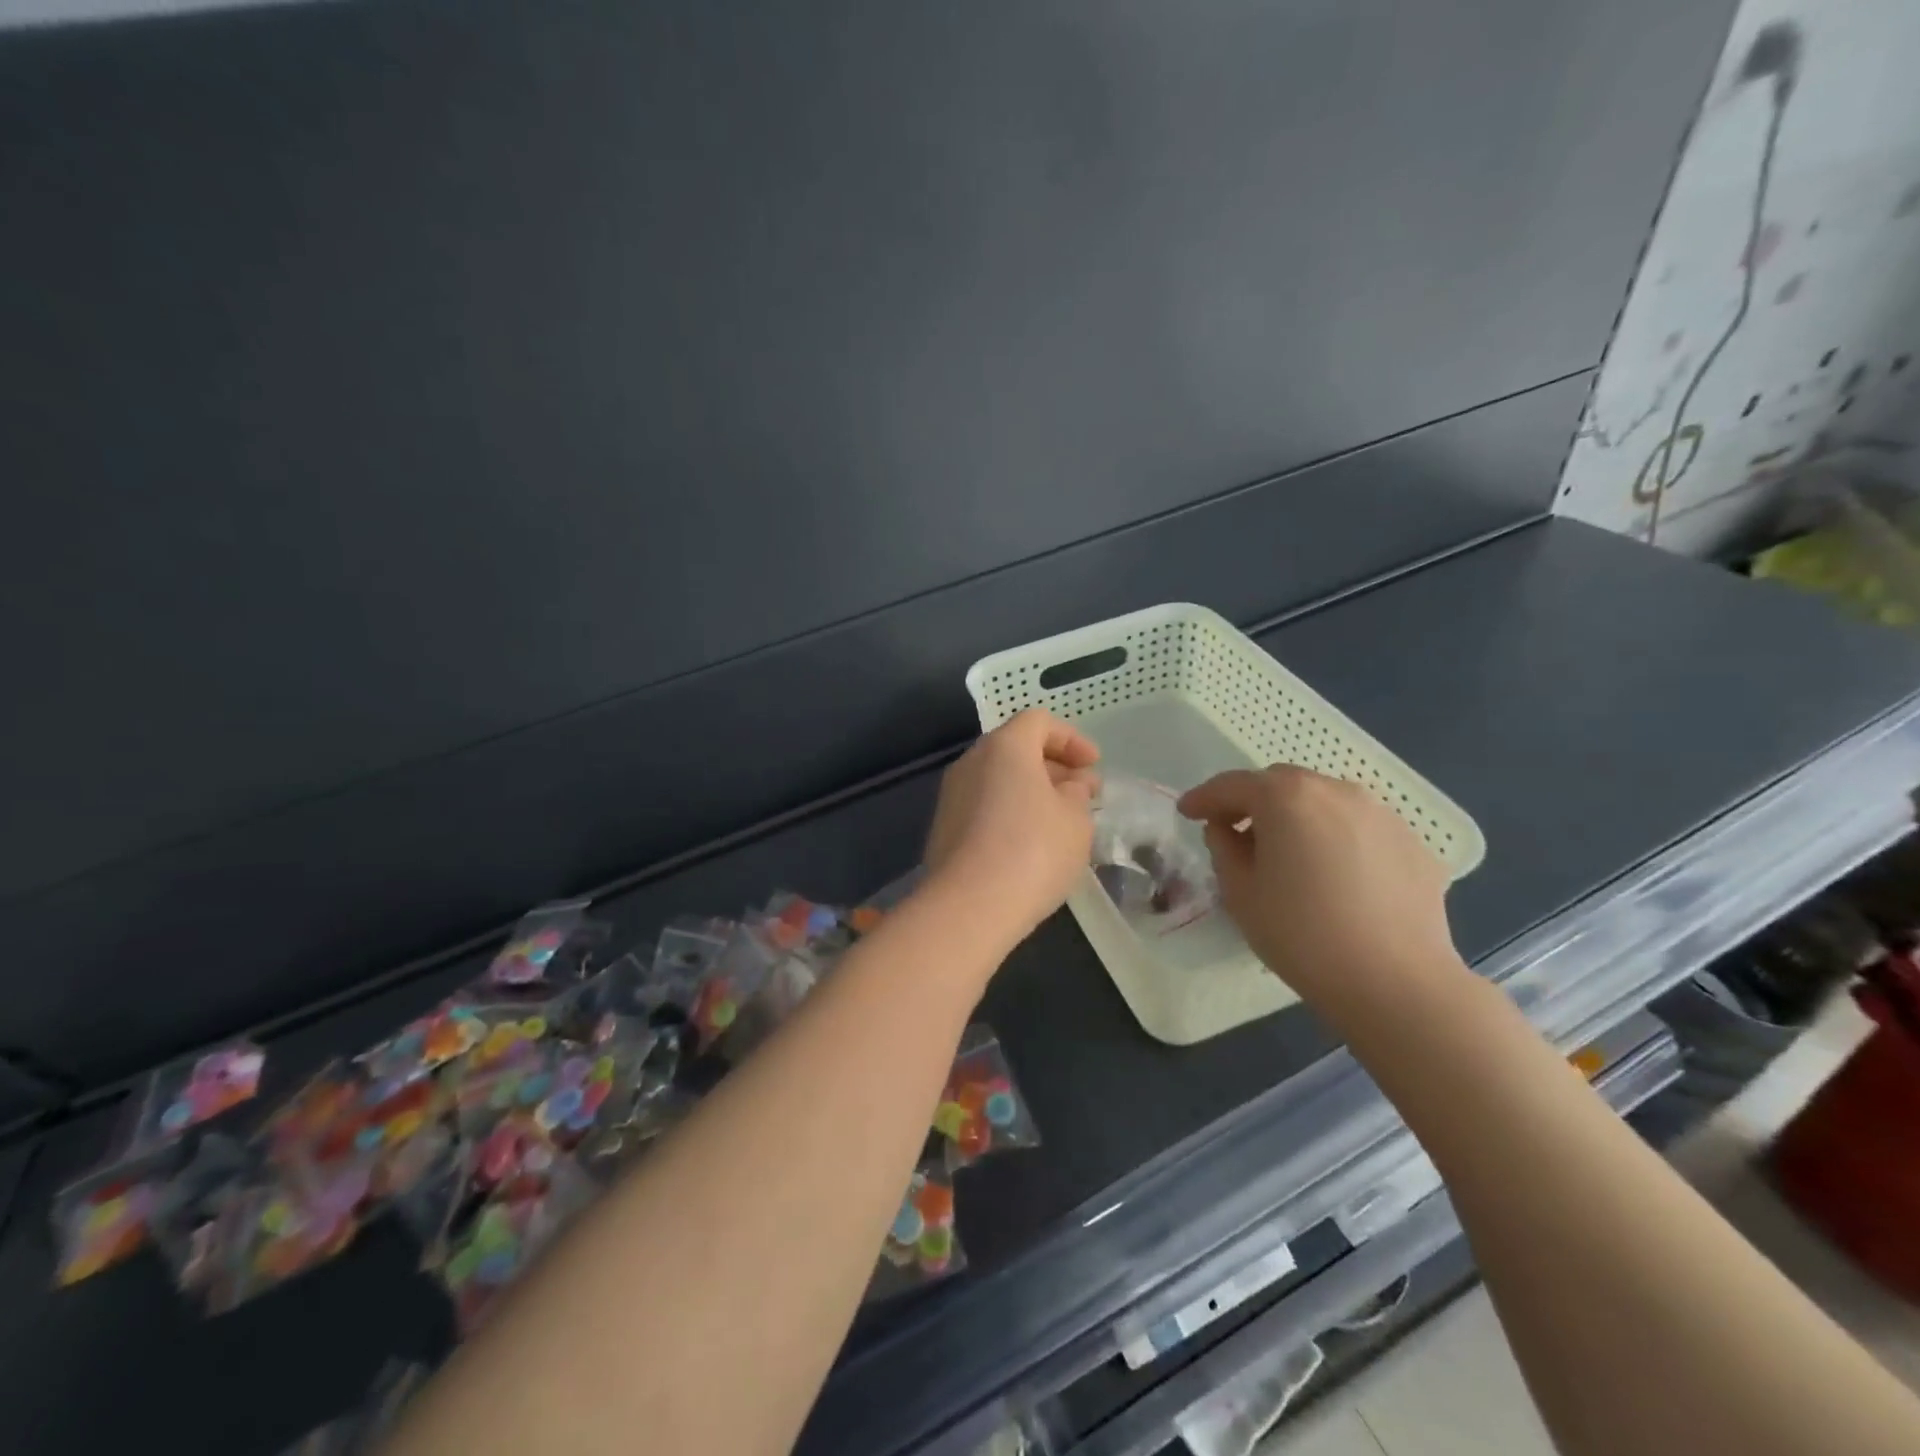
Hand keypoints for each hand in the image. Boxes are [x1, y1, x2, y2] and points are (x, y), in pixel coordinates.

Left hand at [923, 709, 1100, 943]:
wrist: (968, 906)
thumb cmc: (1033, 851)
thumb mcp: (1075, 820)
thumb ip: (1077, 794)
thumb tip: (1070, 786)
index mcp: (1005, 747)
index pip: (1039, 722)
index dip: (1071, 739)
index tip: (1094, 766)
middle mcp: (972, 761)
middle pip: (1016, 748)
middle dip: (1053, 766)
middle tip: (1083, 794)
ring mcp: (952, 795)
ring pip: (998, 778)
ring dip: (1032, 791)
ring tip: (1061, 820)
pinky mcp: (944, 827)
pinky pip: (984, 805)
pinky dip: (1010, 811)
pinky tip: (1031, 842)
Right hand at [1178, 765, 1463, 1015]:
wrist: (1396, 982)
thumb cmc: (1301, 934)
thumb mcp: (1239, 892)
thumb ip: (1224, 848)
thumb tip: (1228, 830)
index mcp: (1287, 797)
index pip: (1233, 785)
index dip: (1204, 798)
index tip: (1187, 812)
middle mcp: (1336, 791)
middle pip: (1282, 784)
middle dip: (1253, 802)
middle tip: (1236, 831)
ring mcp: (1381, 814)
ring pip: (1324, 801)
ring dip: (1298, 817)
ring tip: (1289, 853)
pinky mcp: (1412, 843)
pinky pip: (1359, 828)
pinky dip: (1336, 838)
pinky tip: (1334, 876)